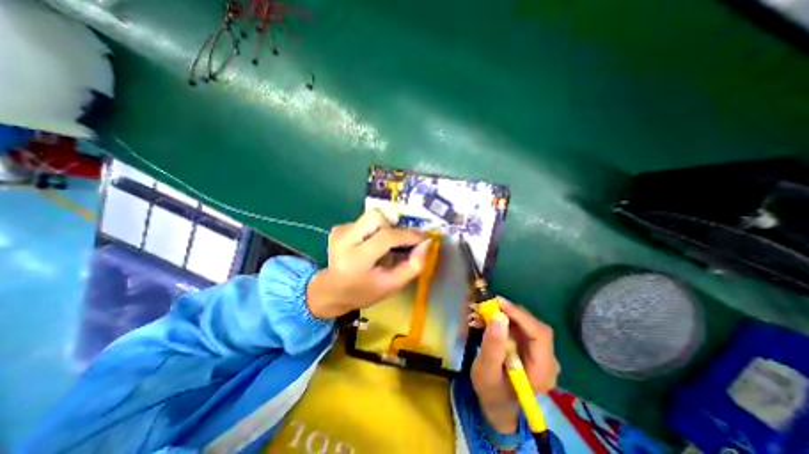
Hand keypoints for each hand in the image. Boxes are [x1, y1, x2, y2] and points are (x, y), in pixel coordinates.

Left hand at [306, 210, 432, 318]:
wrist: (332, 291)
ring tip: (383, 246)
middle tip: (399, 243)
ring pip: (371, 216)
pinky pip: (364, 221)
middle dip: (393, 227)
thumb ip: (413, 266)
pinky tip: (370, 245)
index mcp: (356, 260)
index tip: (423, 237)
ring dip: (384, 228)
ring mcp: (339, 232)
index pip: (386, 237)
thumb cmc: (365, 292)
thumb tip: (426, 243)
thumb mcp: (392, 285)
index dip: (408, 234)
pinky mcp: (338, 228)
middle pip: (376, 217)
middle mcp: (343, 241)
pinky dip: (373, 230)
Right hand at [471, 298, 559, 435]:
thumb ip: (493, 346)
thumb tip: (498, 316)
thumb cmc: (491, 391)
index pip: (540, 335)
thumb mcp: (486, 371)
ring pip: (526, 324)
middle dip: (510, 313)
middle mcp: (547, 360)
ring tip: (483, 311)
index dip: (521, 316)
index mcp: (542, 371)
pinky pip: (519, 327)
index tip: (499, 302)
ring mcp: (540, 353)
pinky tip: (488, 319)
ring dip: (505, 314)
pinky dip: (504, 320)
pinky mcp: (530, 347)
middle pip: (534, 326)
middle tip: (488, 304)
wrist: (496, 403)